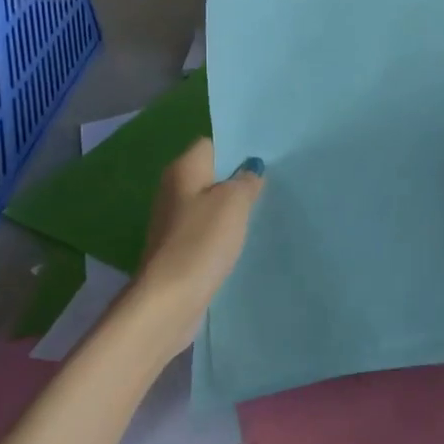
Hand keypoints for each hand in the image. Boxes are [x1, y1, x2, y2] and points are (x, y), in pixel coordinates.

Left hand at [118, 140, 264, 362]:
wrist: (169, 299)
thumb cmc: (201, 241)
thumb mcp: (233, 203)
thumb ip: (246, 180)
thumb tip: (251, 169)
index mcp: (183, 169)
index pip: (212, 143)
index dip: (238, 147)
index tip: (267, 155)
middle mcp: (174, 189)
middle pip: (211, 173)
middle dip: (239, 176)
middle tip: (274, 180)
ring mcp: (175, 220)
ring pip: (211, 202)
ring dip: (233, 205)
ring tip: (266, 206)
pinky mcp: (180, 247)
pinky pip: (208, 228)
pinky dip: (225, 230)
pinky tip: (246, 236)